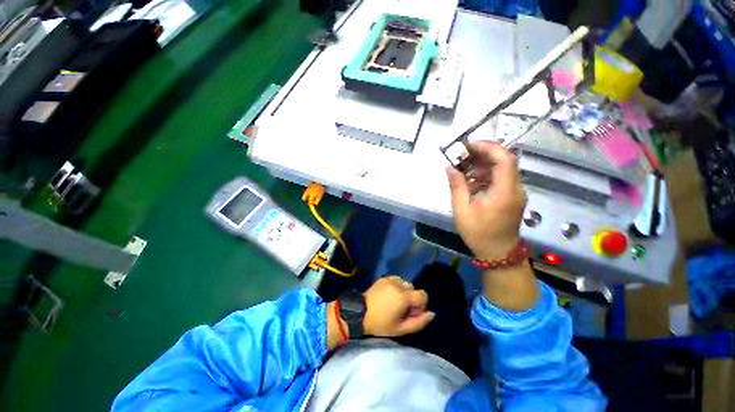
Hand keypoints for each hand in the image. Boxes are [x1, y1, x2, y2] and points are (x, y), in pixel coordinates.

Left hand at [363, 276, 434, 336]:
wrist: (360, 313)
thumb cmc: (381, 323)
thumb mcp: (401, 329)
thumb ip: (419, 322)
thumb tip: (432, 313)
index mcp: (404, 296)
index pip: (423, 295)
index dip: (420, 306)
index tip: (410, 313)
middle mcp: (399, 284)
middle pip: (414, 289)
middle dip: (411, 299)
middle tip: (400, 309)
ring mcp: (390, 279)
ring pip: (405, 284)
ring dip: (404, 292)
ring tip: (394, 302)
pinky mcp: (384, 278)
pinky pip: (396, 280)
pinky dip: (396, 286)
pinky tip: (388, 295)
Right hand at [446, 142, 526, 260]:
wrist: (497, 253)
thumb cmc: (478, 233)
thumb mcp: (462, 210)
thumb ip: (456, 186)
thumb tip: (450, 167)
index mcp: (505, 191)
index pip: (504, 159)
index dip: (487, 147)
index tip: (467, 145)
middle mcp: (515, 188)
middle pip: (504, 161)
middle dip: (482, 154)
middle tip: (461, 155)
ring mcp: (515, 192)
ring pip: (502, 169)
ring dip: (482, 165)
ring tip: (462, 169)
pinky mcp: (511, 196)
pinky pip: (500, 179)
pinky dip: (485, 175)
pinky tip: (470, 182)